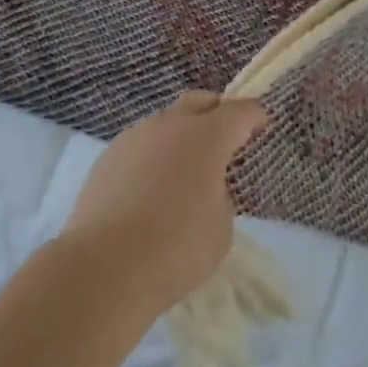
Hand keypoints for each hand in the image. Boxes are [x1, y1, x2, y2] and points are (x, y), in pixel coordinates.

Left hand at [60, 91, 267, 320]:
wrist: (105, 265)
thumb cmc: (177, 248)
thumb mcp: (220, 227)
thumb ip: (219, 196)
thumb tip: (201, 187)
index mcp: (205, 137)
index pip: (238, 112)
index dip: (253, 116)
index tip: (261, 122)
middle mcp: (168, 126)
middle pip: (197, 102)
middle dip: (215, 112)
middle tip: (226, 134)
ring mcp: (133, 138)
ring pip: (164, 123)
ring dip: (180, 136)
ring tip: (185, 170)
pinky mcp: (107, 157)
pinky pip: (140, 146)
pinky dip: (153, 157)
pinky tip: (151, 189)